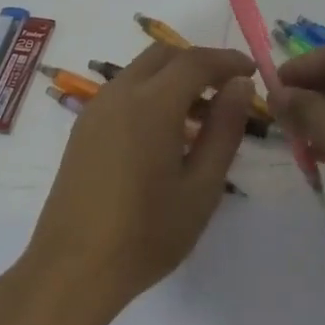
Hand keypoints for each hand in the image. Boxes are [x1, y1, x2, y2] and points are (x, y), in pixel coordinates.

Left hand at [22, 44, 256, 317]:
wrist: (73, 269)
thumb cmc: (146, 234)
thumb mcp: (201, 188)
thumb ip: (224, 130)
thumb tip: (240, 86)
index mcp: (152, 103)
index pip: (196, 61)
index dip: (228, 61)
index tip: (252, 71)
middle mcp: (121, 92)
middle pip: (165, 55)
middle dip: (200, 63)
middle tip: (228, 91)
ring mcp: (97, 108)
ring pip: (142, 70)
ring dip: (174, 78)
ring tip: (201, 117)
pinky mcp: (84, 126)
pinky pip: (124, 91)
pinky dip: (152, 93)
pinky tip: (166, 133)